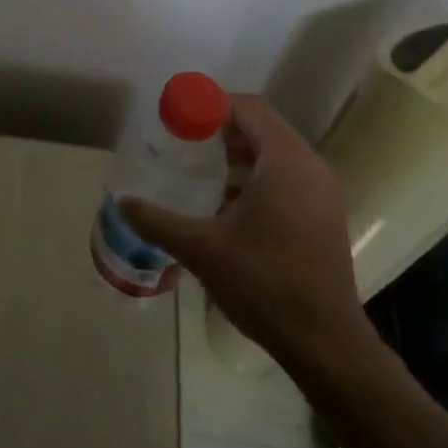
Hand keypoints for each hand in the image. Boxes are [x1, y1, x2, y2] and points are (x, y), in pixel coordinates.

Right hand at [122, 94, 376, 379]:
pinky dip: (257, 175)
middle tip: (182, 140)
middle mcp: (310, 168)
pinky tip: (228, 202)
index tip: (178, 116)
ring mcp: (323, 192)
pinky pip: (287, 176)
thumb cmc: (264, 284)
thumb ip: (158, 221)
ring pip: (276, 153)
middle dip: (221, 128)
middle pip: (263, 127)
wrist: (325, 343)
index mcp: (285, 163)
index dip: (212, 104)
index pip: (249, 109)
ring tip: (200, 169)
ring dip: (239, 153)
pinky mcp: (324, 215)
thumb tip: (122, 202)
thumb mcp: (201, 249)